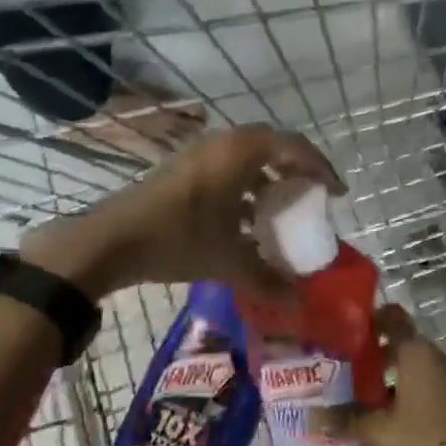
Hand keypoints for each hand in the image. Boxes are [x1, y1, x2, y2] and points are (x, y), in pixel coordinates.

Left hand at [19, 124, 343, 299]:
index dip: (321, 168)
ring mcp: (199, 153)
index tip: (336, 193)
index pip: (295, 147)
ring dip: (269, 179)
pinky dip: (245, 186)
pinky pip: (227, 167)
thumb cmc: (178, 239)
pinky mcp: (182, 168)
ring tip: (283, 210)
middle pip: (273, 146)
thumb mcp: (228, 261)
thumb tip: (299, 301)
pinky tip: (246, 221)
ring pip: (247, 157)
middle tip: (313, 195)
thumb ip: (267, 279)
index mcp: (241, 152)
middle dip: (296, 169)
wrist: (109, 240)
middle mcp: (222, 143)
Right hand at [329, 307, 445, 445]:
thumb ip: (347, 420)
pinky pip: (428, 386)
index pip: (392, 319)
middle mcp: (435, 356)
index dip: (371, 321)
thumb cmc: (421, 438)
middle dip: (376, 356)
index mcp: (415, 351)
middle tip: (348, 371)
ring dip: (393, 378)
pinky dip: (410, 393)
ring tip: (365, 397)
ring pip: (415, 368)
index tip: (349, 332)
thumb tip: (314, 418)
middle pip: (402, 345)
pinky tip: (391, 416)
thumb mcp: (379, 431)